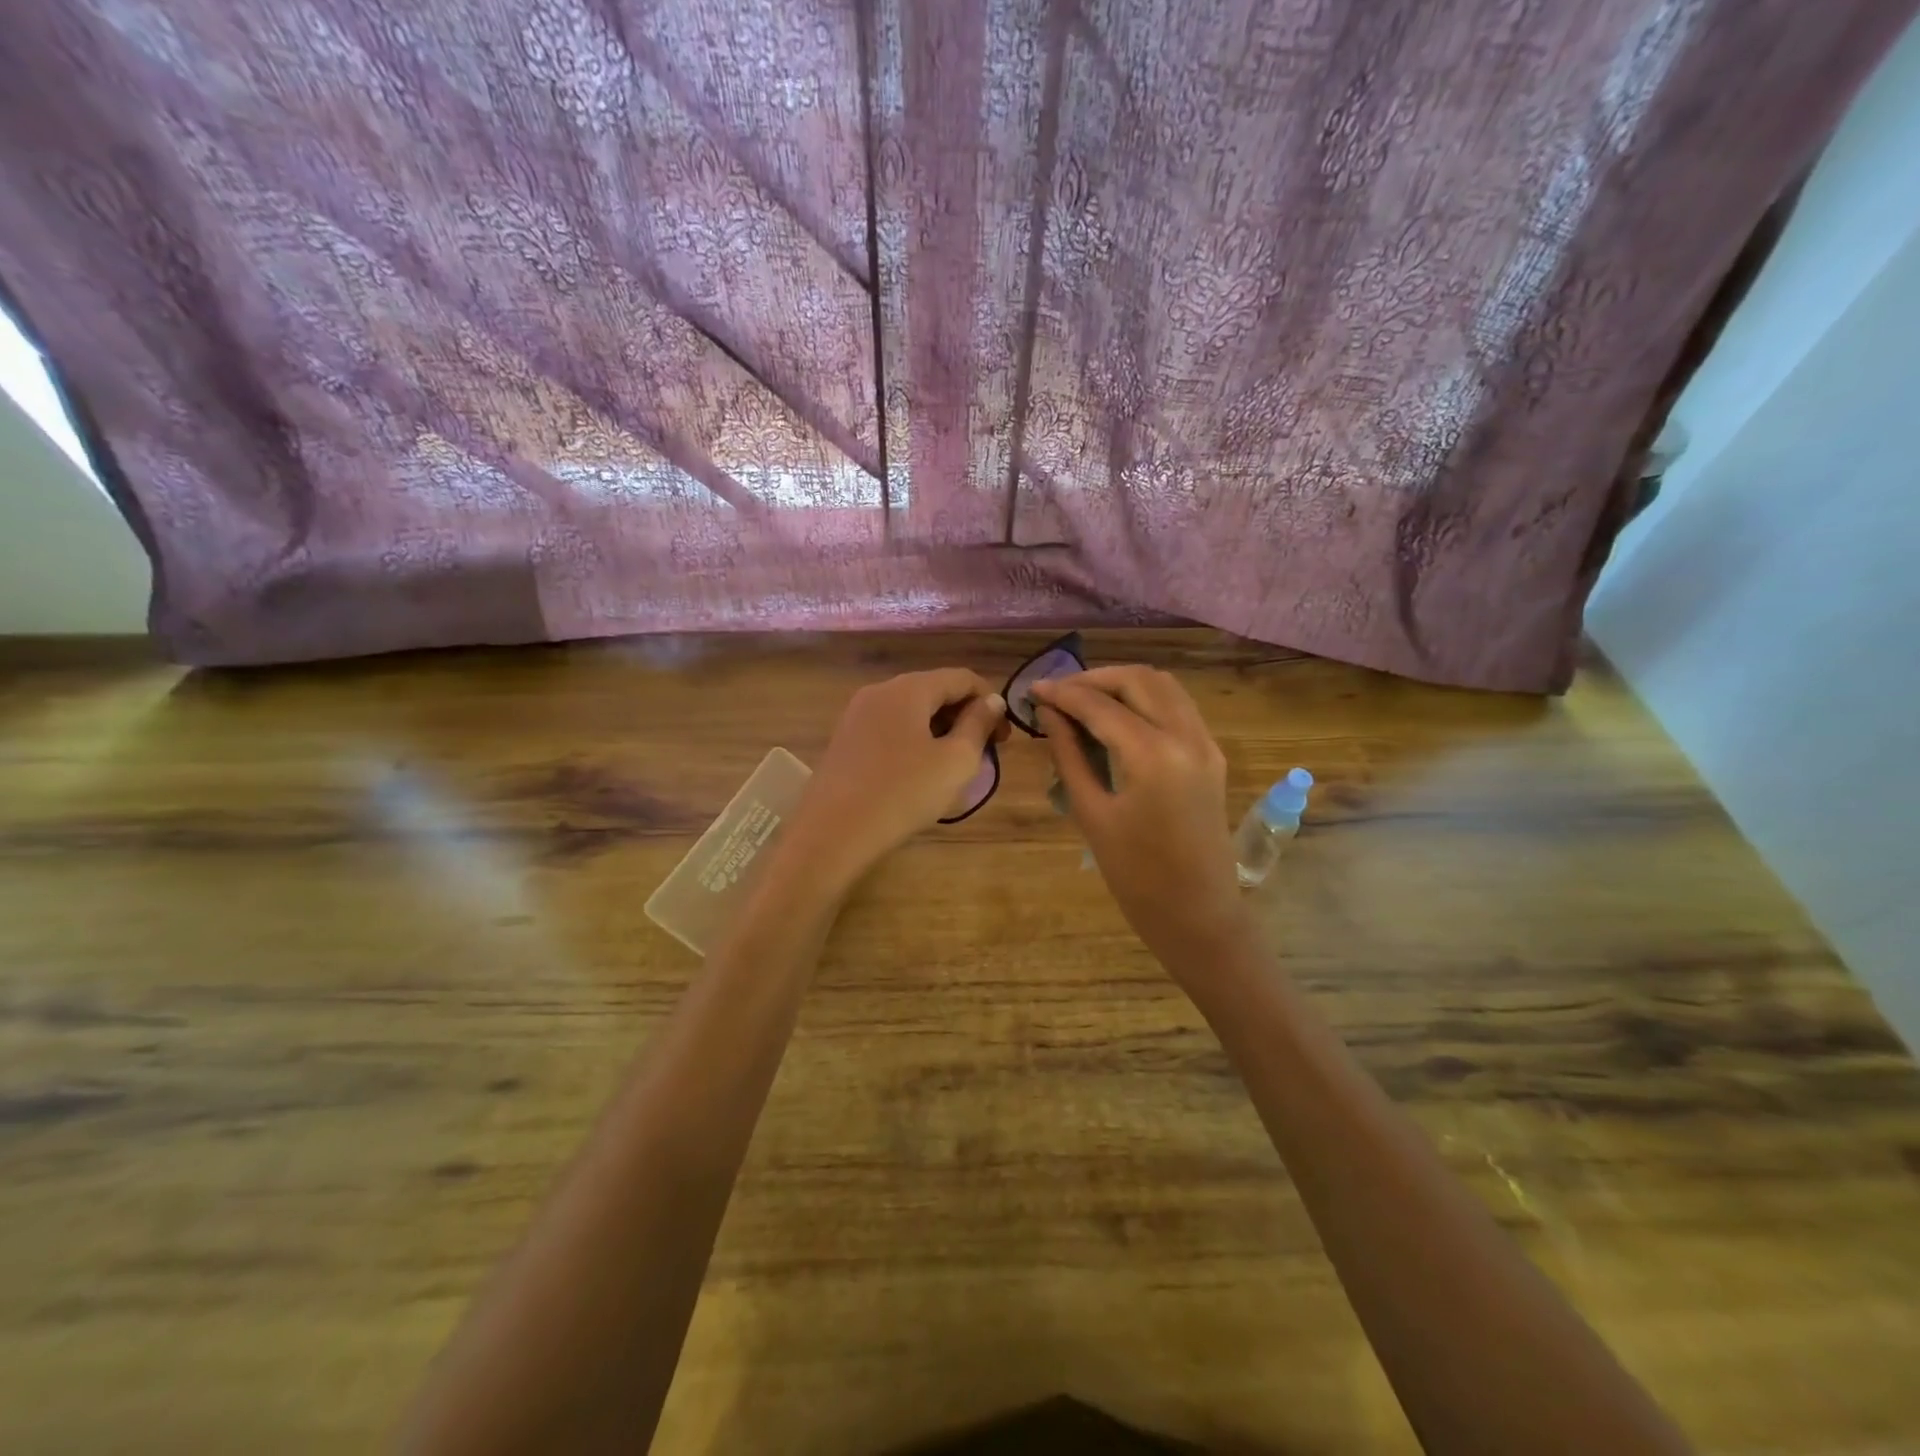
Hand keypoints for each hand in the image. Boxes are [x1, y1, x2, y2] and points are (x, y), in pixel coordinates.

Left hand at [787, 669, 1006, 891]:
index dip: (990, 701)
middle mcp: (880, 690)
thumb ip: (978, 725)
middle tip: (985, 753)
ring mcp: (857, 714)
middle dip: (964, 716)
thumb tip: (992, 700)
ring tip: (955, 764)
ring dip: (940, 729)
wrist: (833, 832)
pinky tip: (920, 771)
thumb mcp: (956, 761)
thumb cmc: (903, 793)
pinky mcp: (845, 739)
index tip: (1004, 737)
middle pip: (934, 690)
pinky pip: (890, 728)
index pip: (962, 678)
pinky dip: (914, 739)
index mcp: (909, 688)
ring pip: (911, 710)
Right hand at [1032, 666, 1252, 970]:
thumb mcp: (1091, 813)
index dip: (1063, 693)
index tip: (1032, 689)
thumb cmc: (1135, 876)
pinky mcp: (1211, 755)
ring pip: (1164, 686)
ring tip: (1085, 699)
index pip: (1101, 705)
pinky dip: (1146, 699)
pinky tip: (1118, 717)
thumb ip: (1069, 755)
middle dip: (1094, 679)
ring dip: (1122, 684)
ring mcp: (1205, 743)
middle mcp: (1186, 736)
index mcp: (1154, 755)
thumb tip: (1049, 714)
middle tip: (1058, 693)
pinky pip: (1178, 707)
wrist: (1197, 915)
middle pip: (1138, 680)